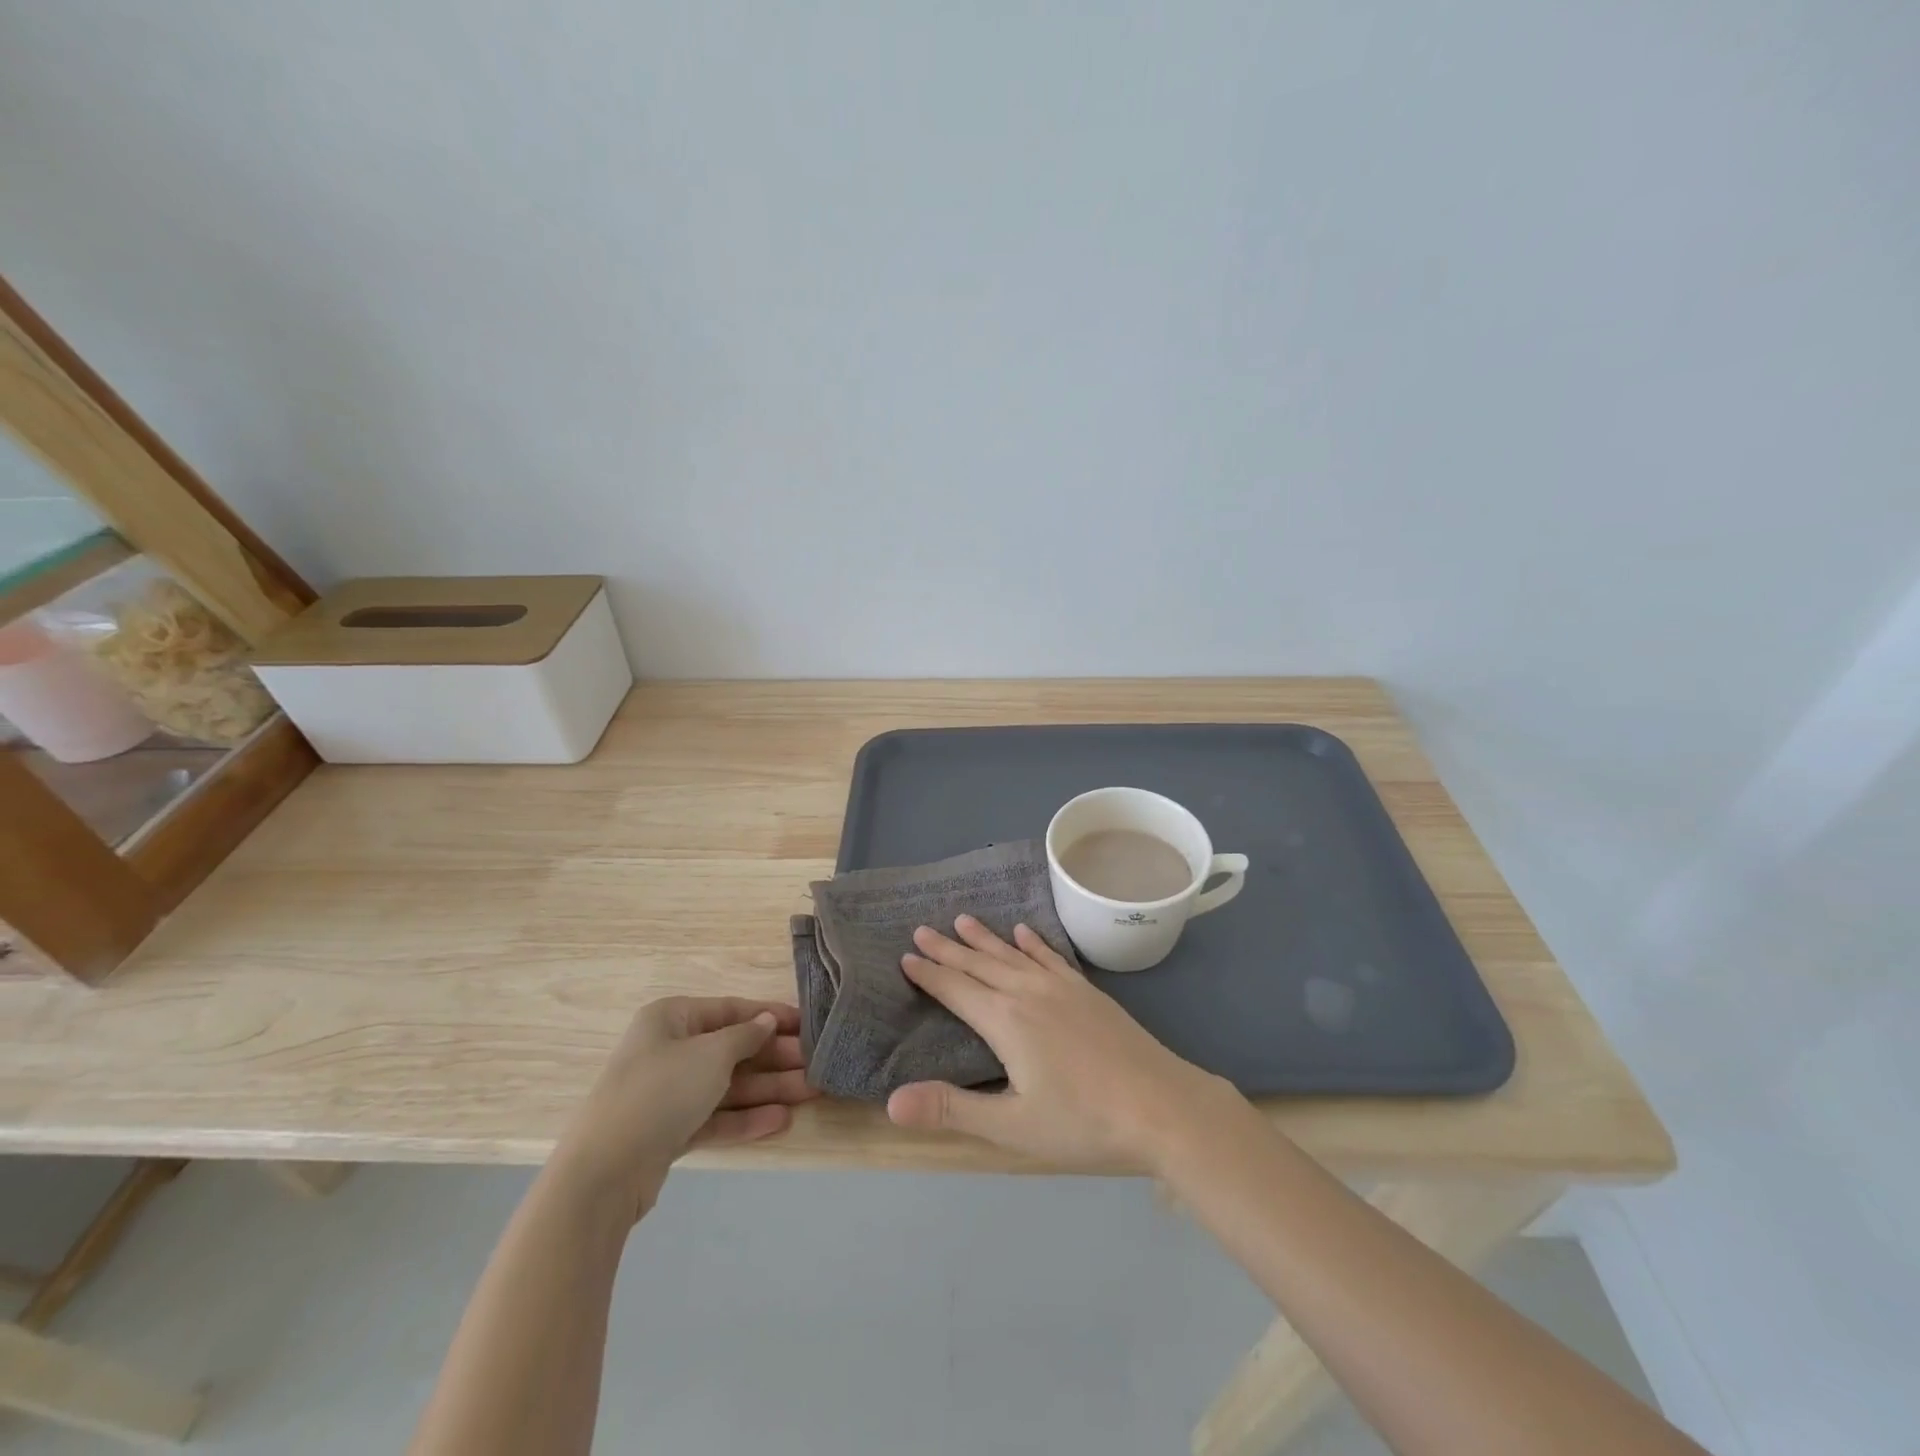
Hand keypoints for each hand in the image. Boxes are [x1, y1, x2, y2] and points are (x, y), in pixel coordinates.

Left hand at [553, 997, 816, 1219]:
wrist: (604, 1172)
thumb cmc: (661, 1091)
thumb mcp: (711, 1053)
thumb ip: (746, 1036)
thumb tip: (766, 1022)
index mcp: (672, 1018)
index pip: (730, 1010)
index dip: (769, 1015)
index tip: (806, 1023)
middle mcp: (669, 1050)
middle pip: (732, 1050)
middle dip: (775, 1058)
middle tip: (816, 1064)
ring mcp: (668, 1093)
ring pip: (727, 1085)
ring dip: (768, 1089)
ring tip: (812, 1092)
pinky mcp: (669, 1131)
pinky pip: (715, 1117)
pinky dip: (746, 1118)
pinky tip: (781, 1121)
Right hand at [885, 916, 1235, 1167]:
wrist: (1162, 1106)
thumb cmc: (1084, 1122)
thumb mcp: (1012, 1127)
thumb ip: (951, 1110)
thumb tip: (892, 1101)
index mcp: (1005, 1021)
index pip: (956, 989)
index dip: (929, 973)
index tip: (906, 955)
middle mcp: (1028, 992)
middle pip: (979, 964)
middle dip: (948, 948)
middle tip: (922, 929)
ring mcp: (1061, 987)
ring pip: (1012, 954)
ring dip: (985, 938)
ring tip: (962, 919)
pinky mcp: (1087, 991)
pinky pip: (1051, 956)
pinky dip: (1033, 942)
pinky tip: (1025, 931)